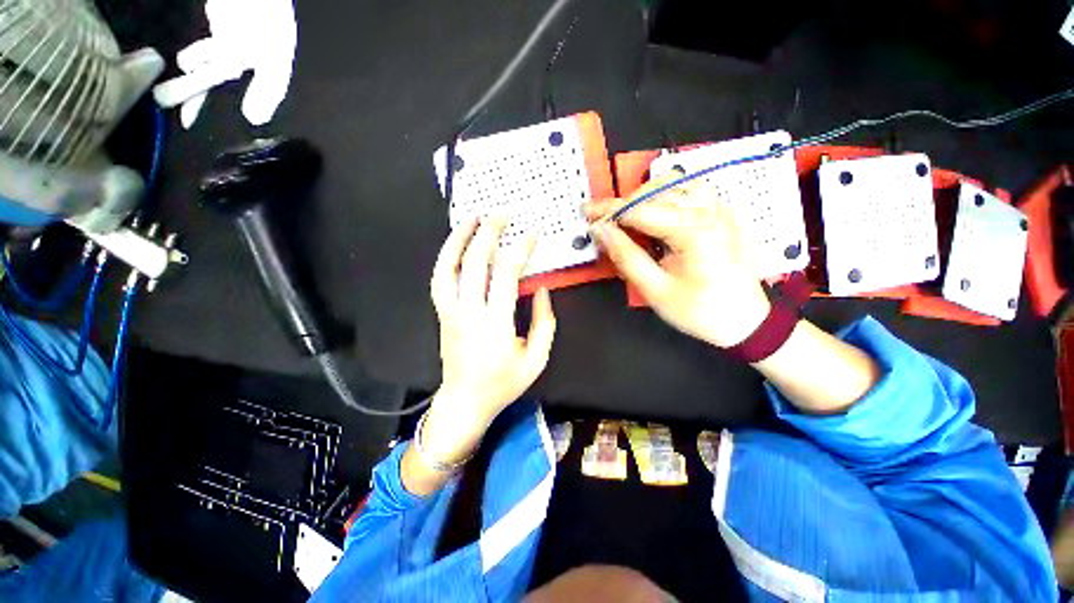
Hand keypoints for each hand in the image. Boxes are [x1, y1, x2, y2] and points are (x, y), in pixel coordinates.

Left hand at [424, 217, 556, 464]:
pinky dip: (446, 257)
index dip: (519, 250)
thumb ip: (544, 322)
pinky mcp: (442, 314)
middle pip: (474, 262)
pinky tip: (456, 245)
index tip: (531, 235)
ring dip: (459, 239)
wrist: (465, 401)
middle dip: (488, 233)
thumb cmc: (504, 383)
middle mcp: (468, 313)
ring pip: (448, 267)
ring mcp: (450, 312)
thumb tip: (540, 289)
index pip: (505, 275)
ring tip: (472, 218)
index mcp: (495, 324)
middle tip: (501, 214)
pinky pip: (439, 279)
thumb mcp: (536, 359)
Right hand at [585, 178, 770, 347]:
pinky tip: (657, 213)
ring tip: (628, 215)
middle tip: (603, 220)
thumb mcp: (656, 290)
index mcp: (694, 232)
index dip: (609, 212)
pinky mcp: (722, 216)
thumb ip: (626, 257)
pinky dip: (667, 196)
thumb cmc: (700, 311)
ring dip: (646, 195)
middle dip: (624, 203)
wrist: (746, 321)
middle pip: (657, 191)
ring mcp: (719, 211)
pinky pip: (692, 191)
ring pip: (676, 183)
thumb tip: (601, 231)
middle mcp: (709, 213)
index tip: (587, 214)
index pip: (640, 210)